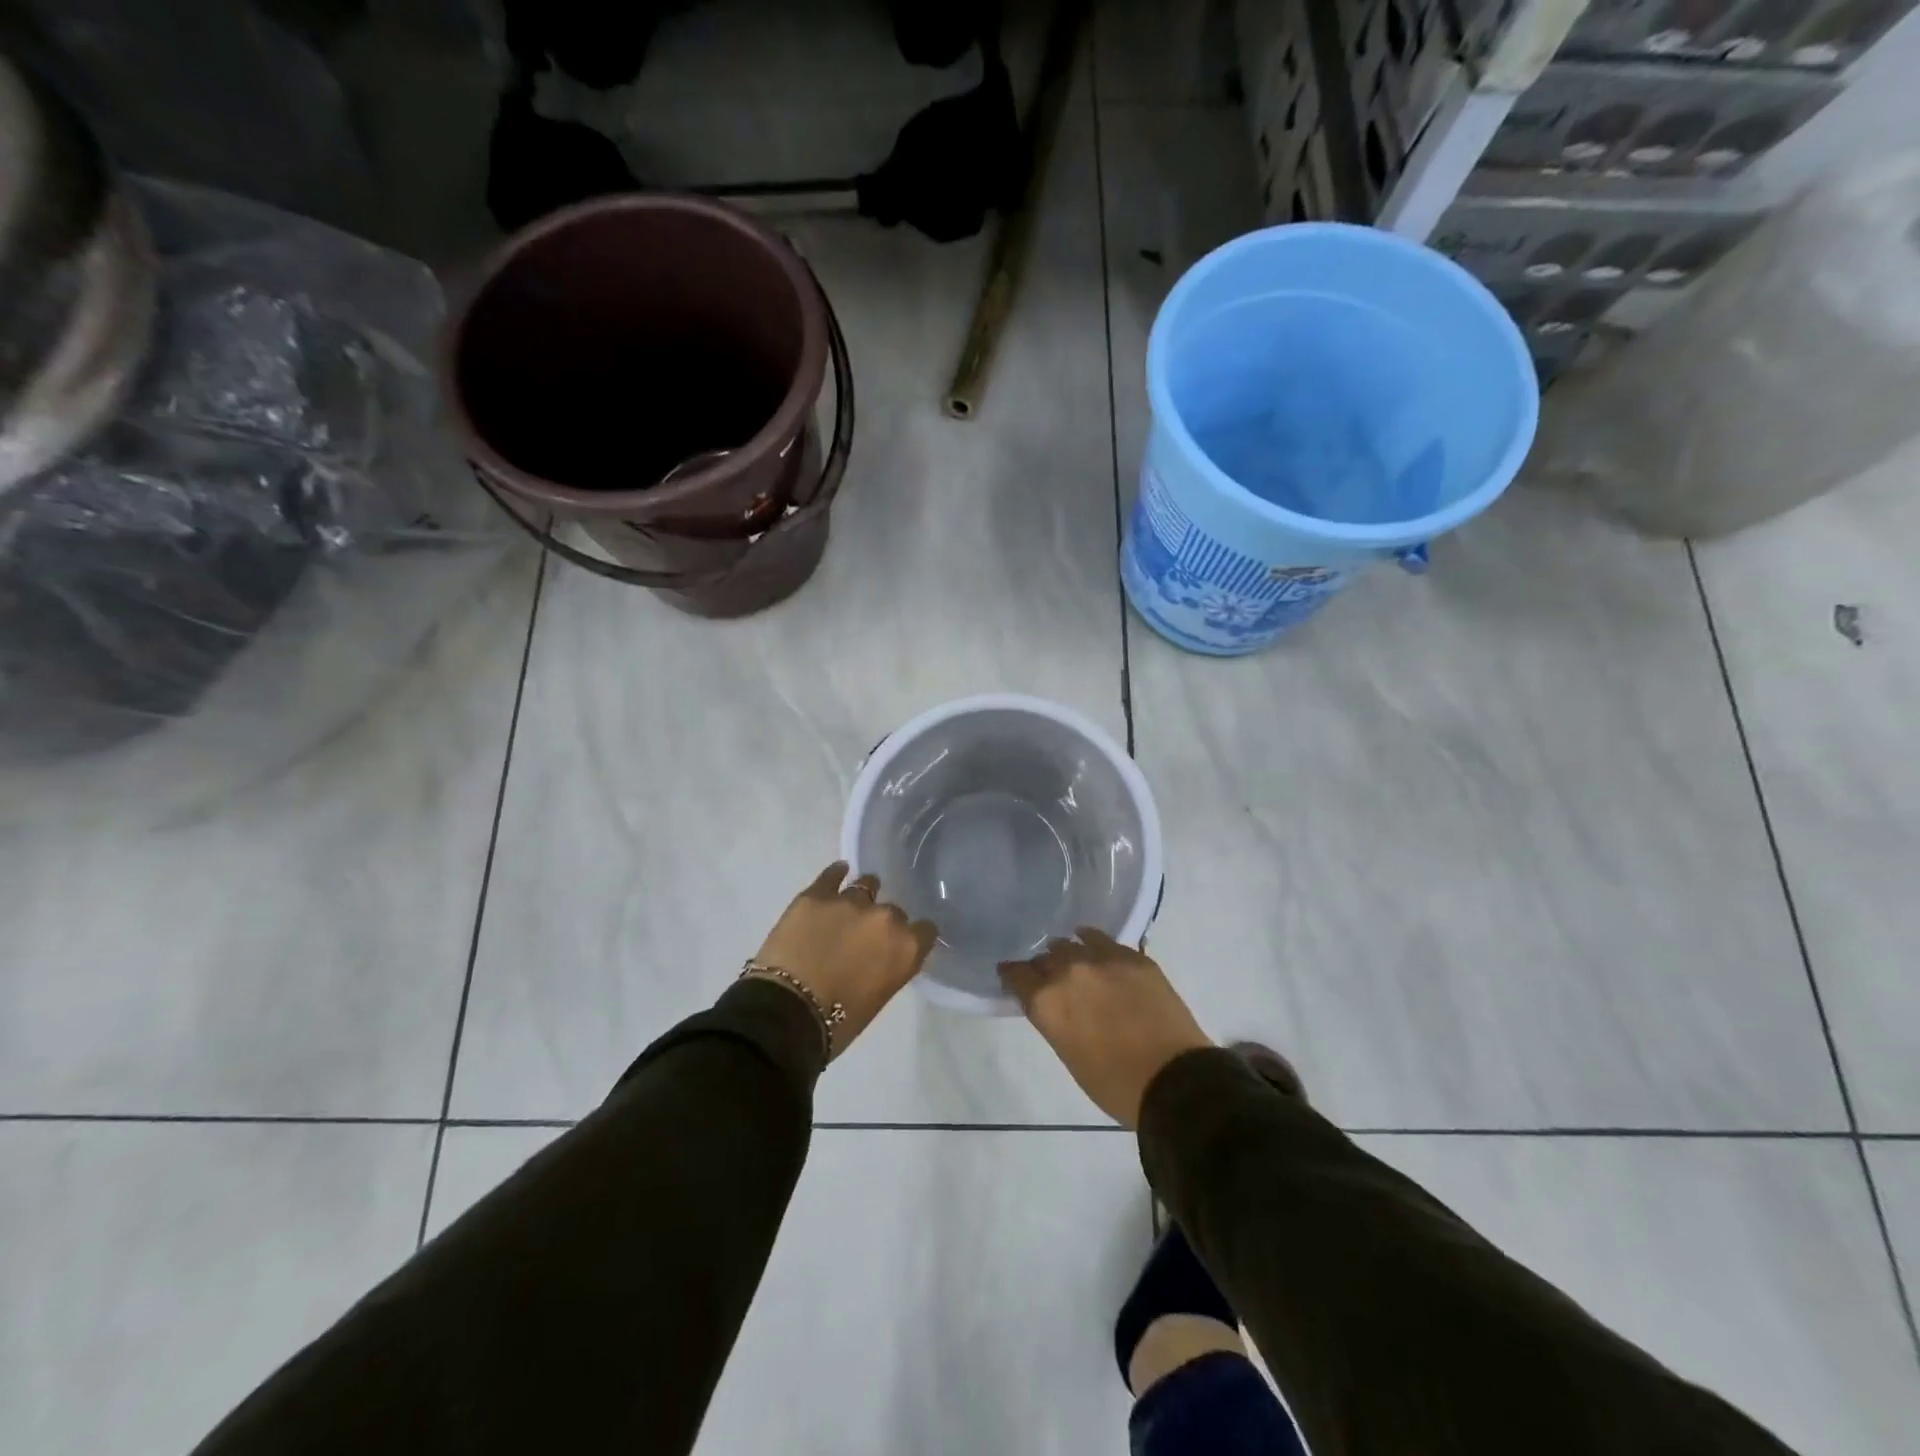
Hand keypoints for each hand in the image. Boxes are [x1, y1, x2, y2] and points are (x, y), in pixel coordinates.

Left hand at [751, 863, 937, 1059]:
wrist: (786, 1013)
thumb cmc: (836, 1023)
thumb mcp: (877, 998)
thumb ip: (888, 967)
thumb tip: (879, 957)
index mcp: (906, 949)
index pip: (925, 930)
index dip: (913, 936)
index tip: (901, 944)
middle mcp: (885, 918)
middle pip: (893, 911)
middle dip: (881, 924)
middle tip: (864, 939)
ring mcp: (850, 902)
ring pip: (866, 885)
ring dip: (862, 897)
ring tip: (848, 908)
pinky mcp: (816, 895)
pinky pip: (833, 874)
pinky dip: (836, 875)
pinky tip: (837, 875)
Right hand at [999, 929, 1211, 1128]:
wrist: (1174, 1080)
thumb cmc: (1114, 1084)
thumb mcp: (1069, 1055)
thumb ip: (1055, 1020)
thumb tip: (1057, 1005)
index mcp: (1046, 1001)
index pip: (1016, 974)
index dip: (1012, 975)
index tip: (1013, 976)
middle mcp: (1068, 971)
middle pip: (1045, 957)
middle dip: (1044, 967)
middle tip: (1050, 978)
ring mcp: (1102, 959)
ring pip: (1073, 943)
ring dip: (1069, 952)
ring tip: (1074, 960)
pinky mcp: (1133, 957)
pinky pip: (1104, 941)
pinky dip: (1094, 943)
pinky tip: (1095, 946)